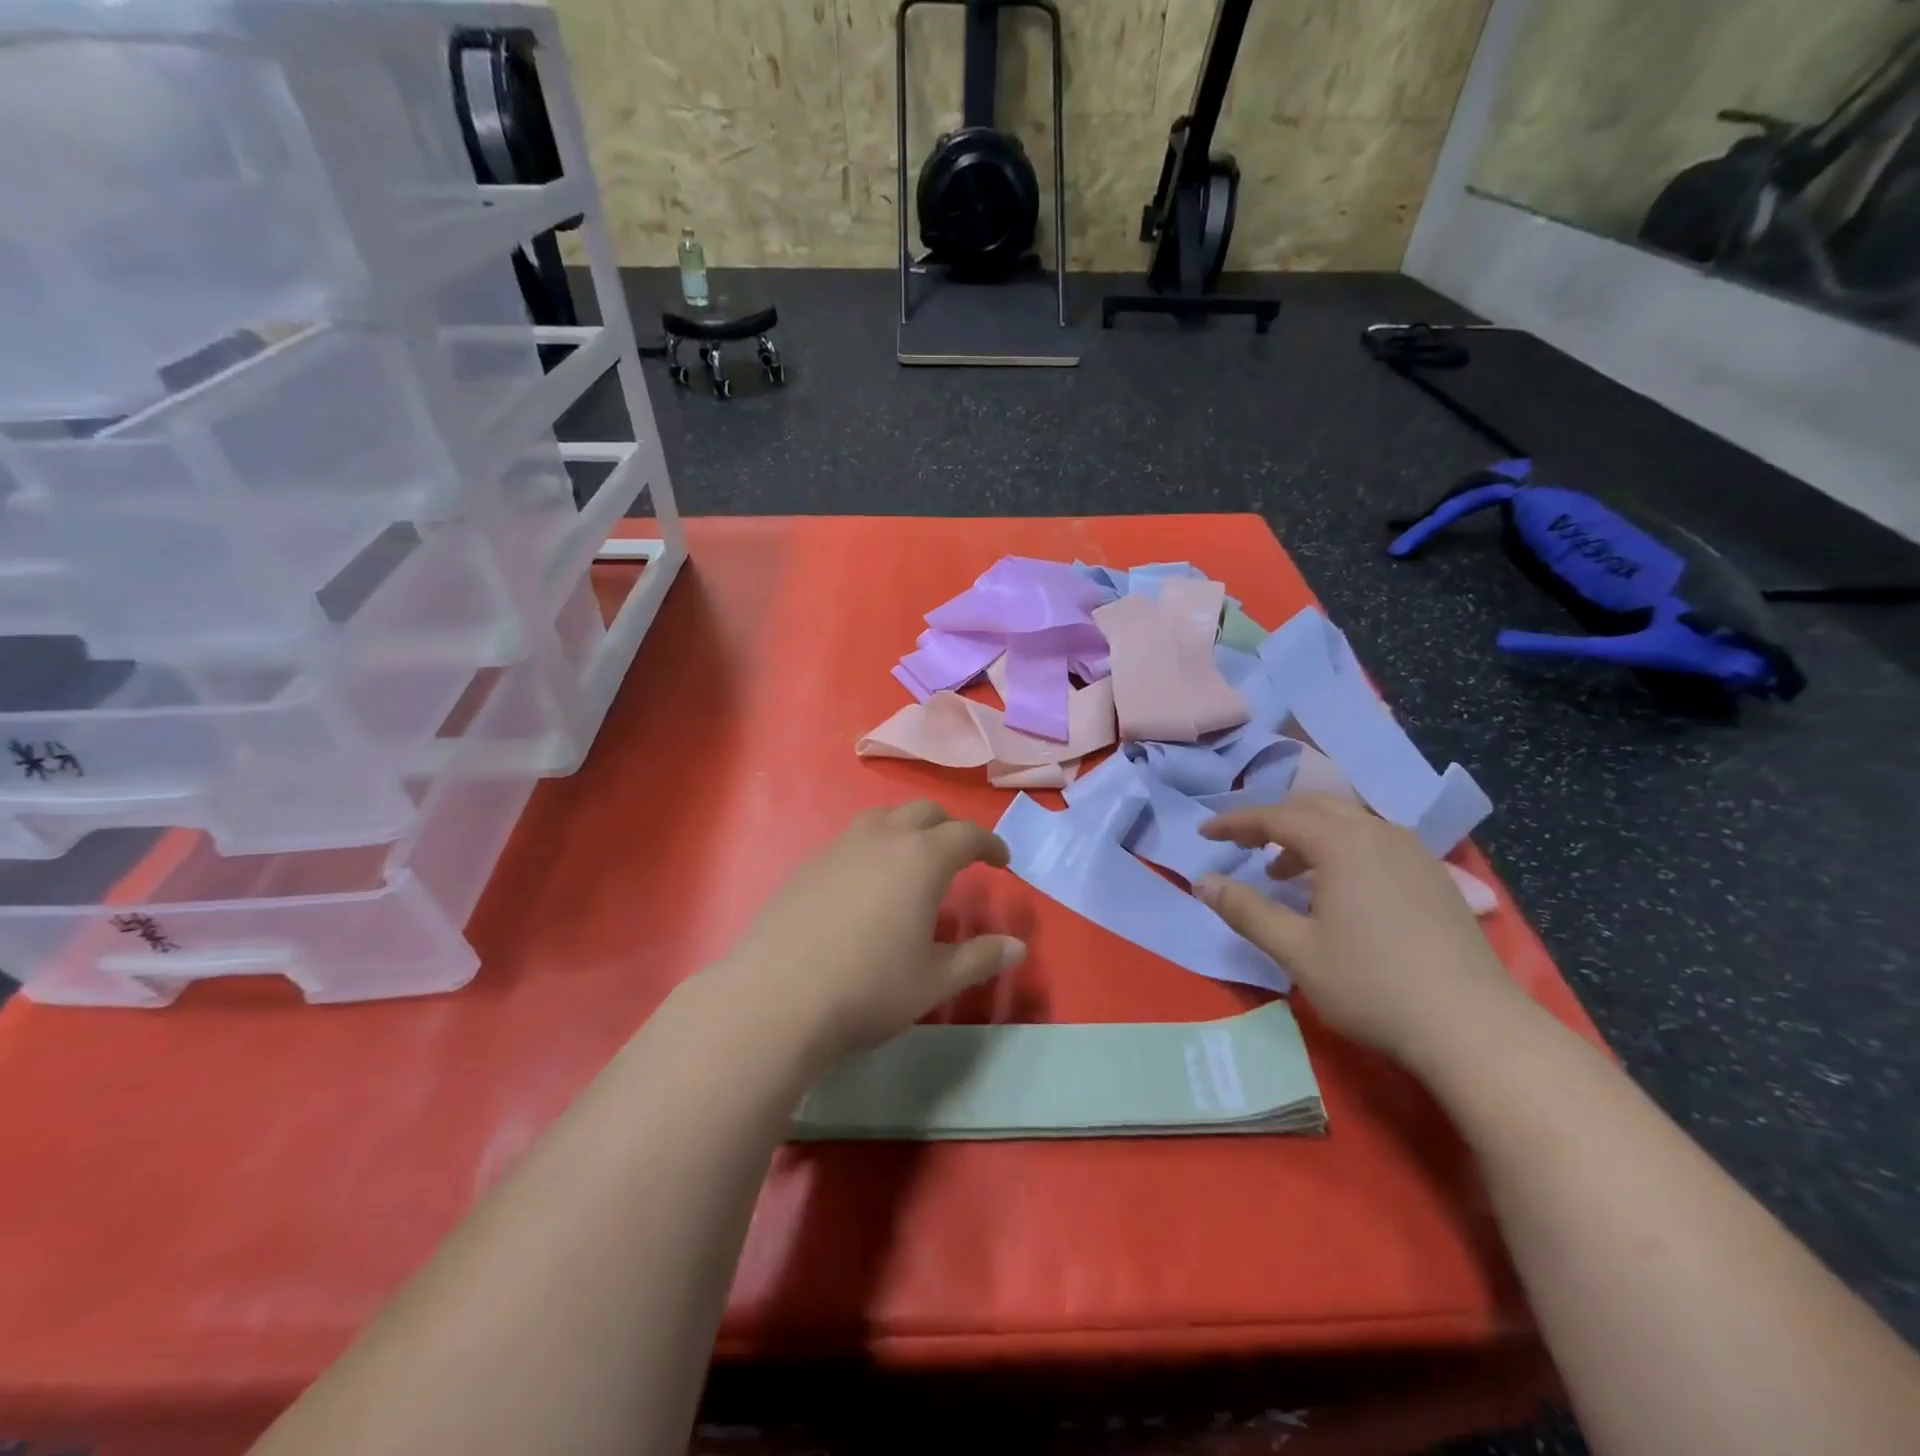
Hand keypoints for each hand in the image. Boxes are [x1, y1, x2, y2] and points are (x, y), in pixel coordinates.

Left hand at [718, 801, 1024, 1059]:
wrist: (777, 998)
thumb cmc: (870, 987)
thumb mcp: (935, 980)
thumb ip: (980, 958)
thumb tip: (1017, 946)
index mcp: (921, 859)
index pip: (967, 834)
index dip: (990, 844)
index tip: (1002, 861)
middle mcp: (882, 839)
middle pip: (924, 812)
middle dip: (949, 828)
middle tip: (960, 856)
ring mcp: (839, 847)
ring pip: (882, 818)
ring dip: (907, 829)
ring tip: (912, 859)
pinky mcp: (807, 864)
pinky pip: (850, 840)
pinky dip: (872, 847)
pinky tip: (865, 884)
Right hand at [1195, 795, 1535, 1071]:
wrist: (1474, 1028)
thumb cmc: (1372, 985)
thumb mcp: (1296, 950)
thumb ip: (1245, 910)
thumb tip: (1202, 881)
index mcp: (1342, 843)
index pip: (1276, 816)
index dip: (1236, 822)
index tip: (1205, 832)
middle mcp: (1379, 833)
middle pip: (1314, 807)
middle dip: (1273, 821)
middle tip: (1242, 844)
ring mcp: (1414, 853)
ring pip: (1349, 823)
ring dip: (1308, 836)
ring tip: (1284, 873)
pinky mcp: (1435, 877)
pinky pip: (1375, 842)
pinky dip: (1342, 849)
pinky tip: (1338, 889)